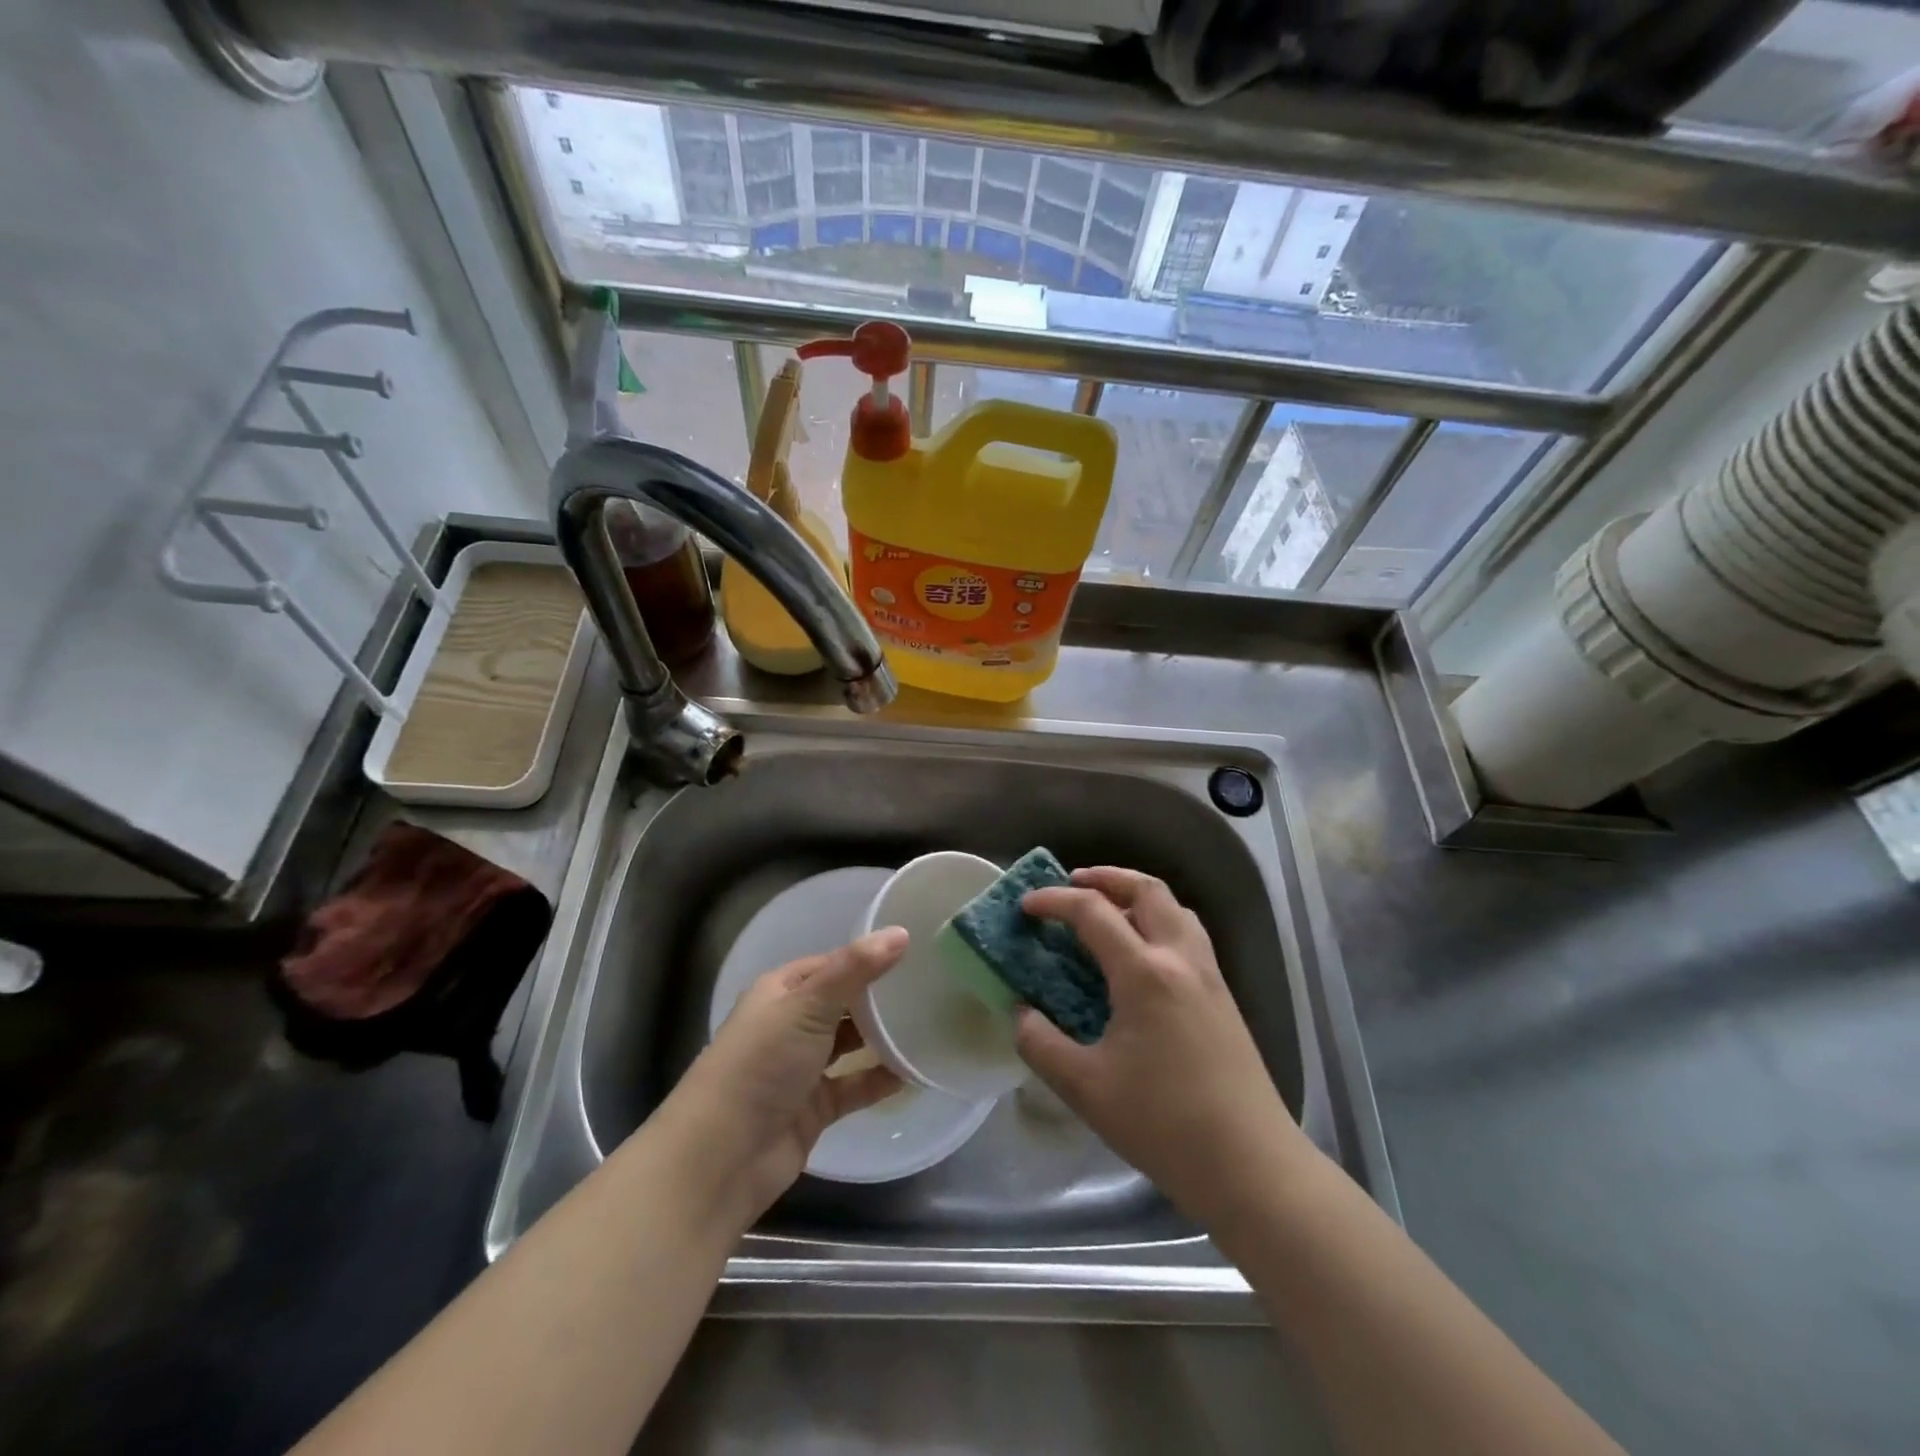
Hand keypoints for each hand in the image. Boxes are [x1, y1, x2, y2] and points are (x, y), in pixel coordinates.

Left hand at [661, 927, 906, 1226]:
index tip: (913, 952)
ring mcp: (802, 1068)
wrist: (722, 1157)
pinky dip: (879, 1079)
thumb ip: (855, 968)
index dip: (867, 957)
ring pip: (850, 1044)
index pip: (831, 965)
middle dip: (879, 998)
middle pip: (843, 1003)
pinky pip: (854, 1086)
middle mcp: (790, 1024)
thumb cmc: (761, 1064)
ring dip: (882, 1038)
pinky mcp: (814, 1107)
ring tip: (929, 1025)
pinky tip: (914, 1071)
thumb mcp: (808, 1005)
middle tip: (931, 988)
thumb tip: (901, 932)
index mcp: (781, 991)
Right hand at [1015, 868, 1310, 1232]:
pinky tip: (1142, 955)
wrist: (1250, 1164)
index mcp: (1145, 973)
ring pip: (1175, 908)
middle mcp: (1181, 959)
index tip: (1025, 906)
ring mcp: (1209, 975)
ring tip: (1108, 910)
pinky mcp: (1224, 997)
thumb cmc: (1163, 1123)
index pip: (1093, 912)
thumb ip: (1041, 1044)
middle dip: (1106, 877)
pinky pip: (1189, 934)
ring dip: (1137, 895)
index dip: (1054, 901)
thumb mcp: (1085, 1088)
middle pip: (1147, 890)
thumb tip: (1021, 1014)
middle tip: (1072, 885)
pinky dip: (1159, 921)